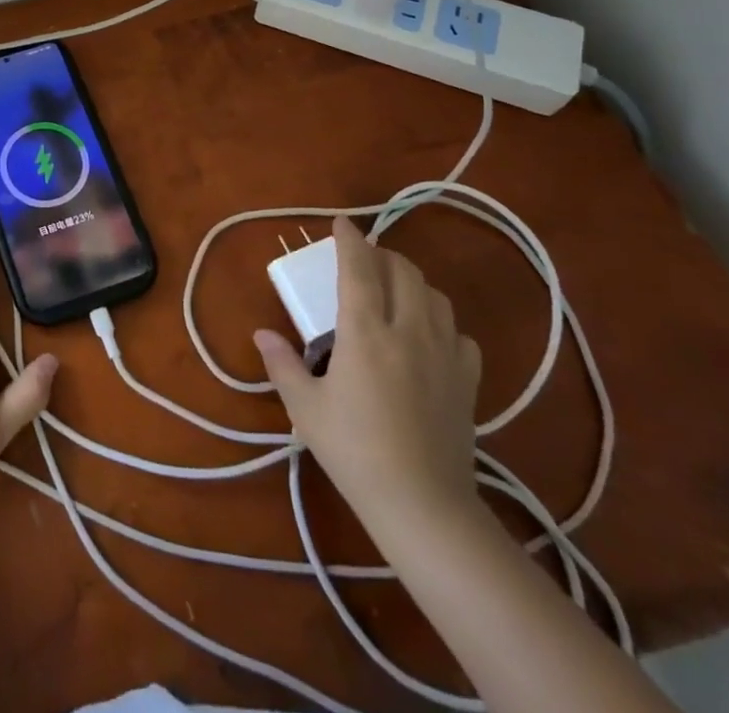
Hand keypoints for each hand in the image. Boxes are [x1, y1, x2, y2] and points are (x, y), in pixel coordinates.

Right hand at [255, 216, 480, 532]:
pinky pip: (459, 333)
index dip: (350, 239)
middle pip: (403, 272)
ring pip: (435, 296)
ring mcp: (444, 355)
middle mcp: (408, 331)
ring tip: (394, 289)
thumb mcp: (305, 408)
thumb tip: (261, 334)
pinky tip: (428, 335)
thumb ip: (282, 364)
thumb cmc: (354, 451)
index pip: (360, 268)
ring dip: (412, 281)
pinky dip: (441, 321)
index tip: (342, 222)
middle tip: (362, 259)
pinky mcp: (468, 382)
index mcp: (366, 331)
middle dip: (382, 255)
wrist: (423, 506)